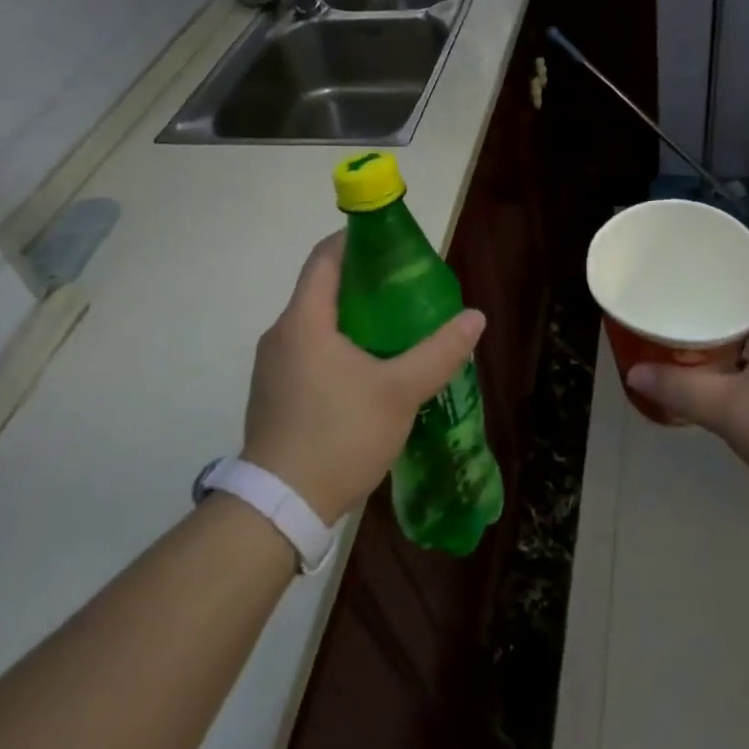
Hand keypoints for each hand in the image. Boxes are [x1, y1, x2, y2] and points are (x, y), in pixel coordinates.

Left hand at [245, 233, 484, 524]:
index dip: (357, 240)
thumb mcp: (400, 392)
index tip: (393, 245)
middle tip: (408, 290)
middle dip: (366, 283)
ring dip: (354, 319)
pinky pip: (310, 352)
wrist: (279, 509)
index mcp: (304, 321)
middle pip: (323, 289)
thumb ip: (439, 352)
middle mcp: (281, 334)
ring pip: (317, 324)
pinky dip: (340, 346)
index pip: (325, 257)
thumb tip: (474, 317)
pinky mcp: (275, 394)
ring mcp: (273, 367)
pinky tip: (371, 370)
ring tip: (398, 329)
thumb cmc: (339, 436)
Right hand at [625, 261, 748, 530]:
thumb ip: (681, 390)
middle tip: (678, 294)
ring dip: (731, 325)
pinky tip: (721, 374)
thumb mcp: (732, 412)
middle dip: (719, 291)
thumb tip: (634, 372)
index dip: (731, 253)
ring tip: (690, 328)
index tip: (693, 257)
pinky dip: (744, 354)